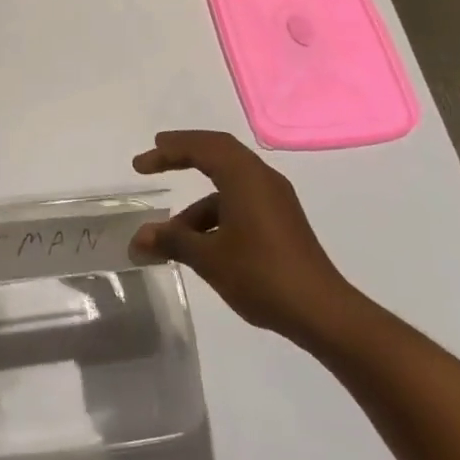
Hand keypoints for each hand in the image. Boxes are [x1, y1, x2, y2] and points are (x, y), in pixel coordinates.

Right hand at [130, 129, 358, 344]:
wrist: (322, 312)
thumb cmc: (261, 275)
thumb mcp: (208, 258)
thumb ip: (172, 242)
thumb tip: (138, 239)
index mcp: (244, 177)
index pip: (201, 147)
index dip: (168, 152)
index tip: (141, 165)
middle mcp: (262, 178)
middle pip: (217, 151)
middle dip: (183, 154)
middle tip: (155, 159)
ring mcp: (275, 199)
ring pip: (228, 181)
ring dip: (197, 200)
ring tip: (171, 234)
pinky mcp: (281, 220)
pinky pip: (240, 200)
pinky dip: (216, 212)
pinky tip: (201, 243)